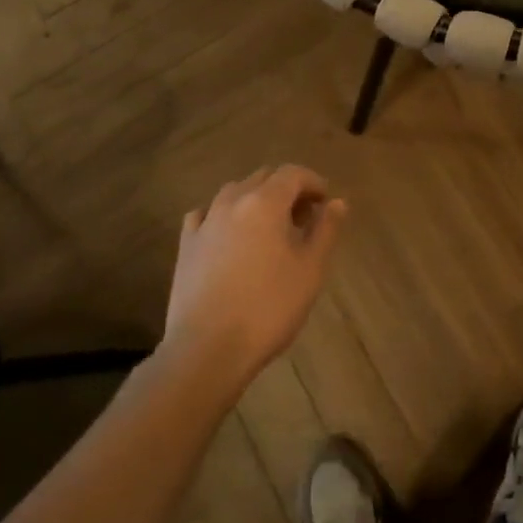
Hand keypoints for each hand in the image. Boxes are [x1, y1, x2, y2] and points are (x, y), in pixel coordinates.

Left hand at [163, 165, 344, 387]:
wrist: (207, 349)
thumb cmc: (268, 308)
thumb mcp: (310, 270)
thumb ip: (325, 230)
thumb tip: (337, 202)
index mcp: (265, 202)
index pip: (293, 173)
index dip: (313, 182)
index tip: (326, 202)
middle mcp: (233, 202)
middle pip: (263, 178)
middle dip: (286, 189)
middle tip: (303, 218)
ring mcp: (205, 222)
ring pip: (234, 192)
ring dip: (256, 199)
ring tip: (270, 228)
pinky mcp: (186, 245)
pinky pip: (206, 214)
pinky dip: (223, 215)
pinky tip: (229, 235)